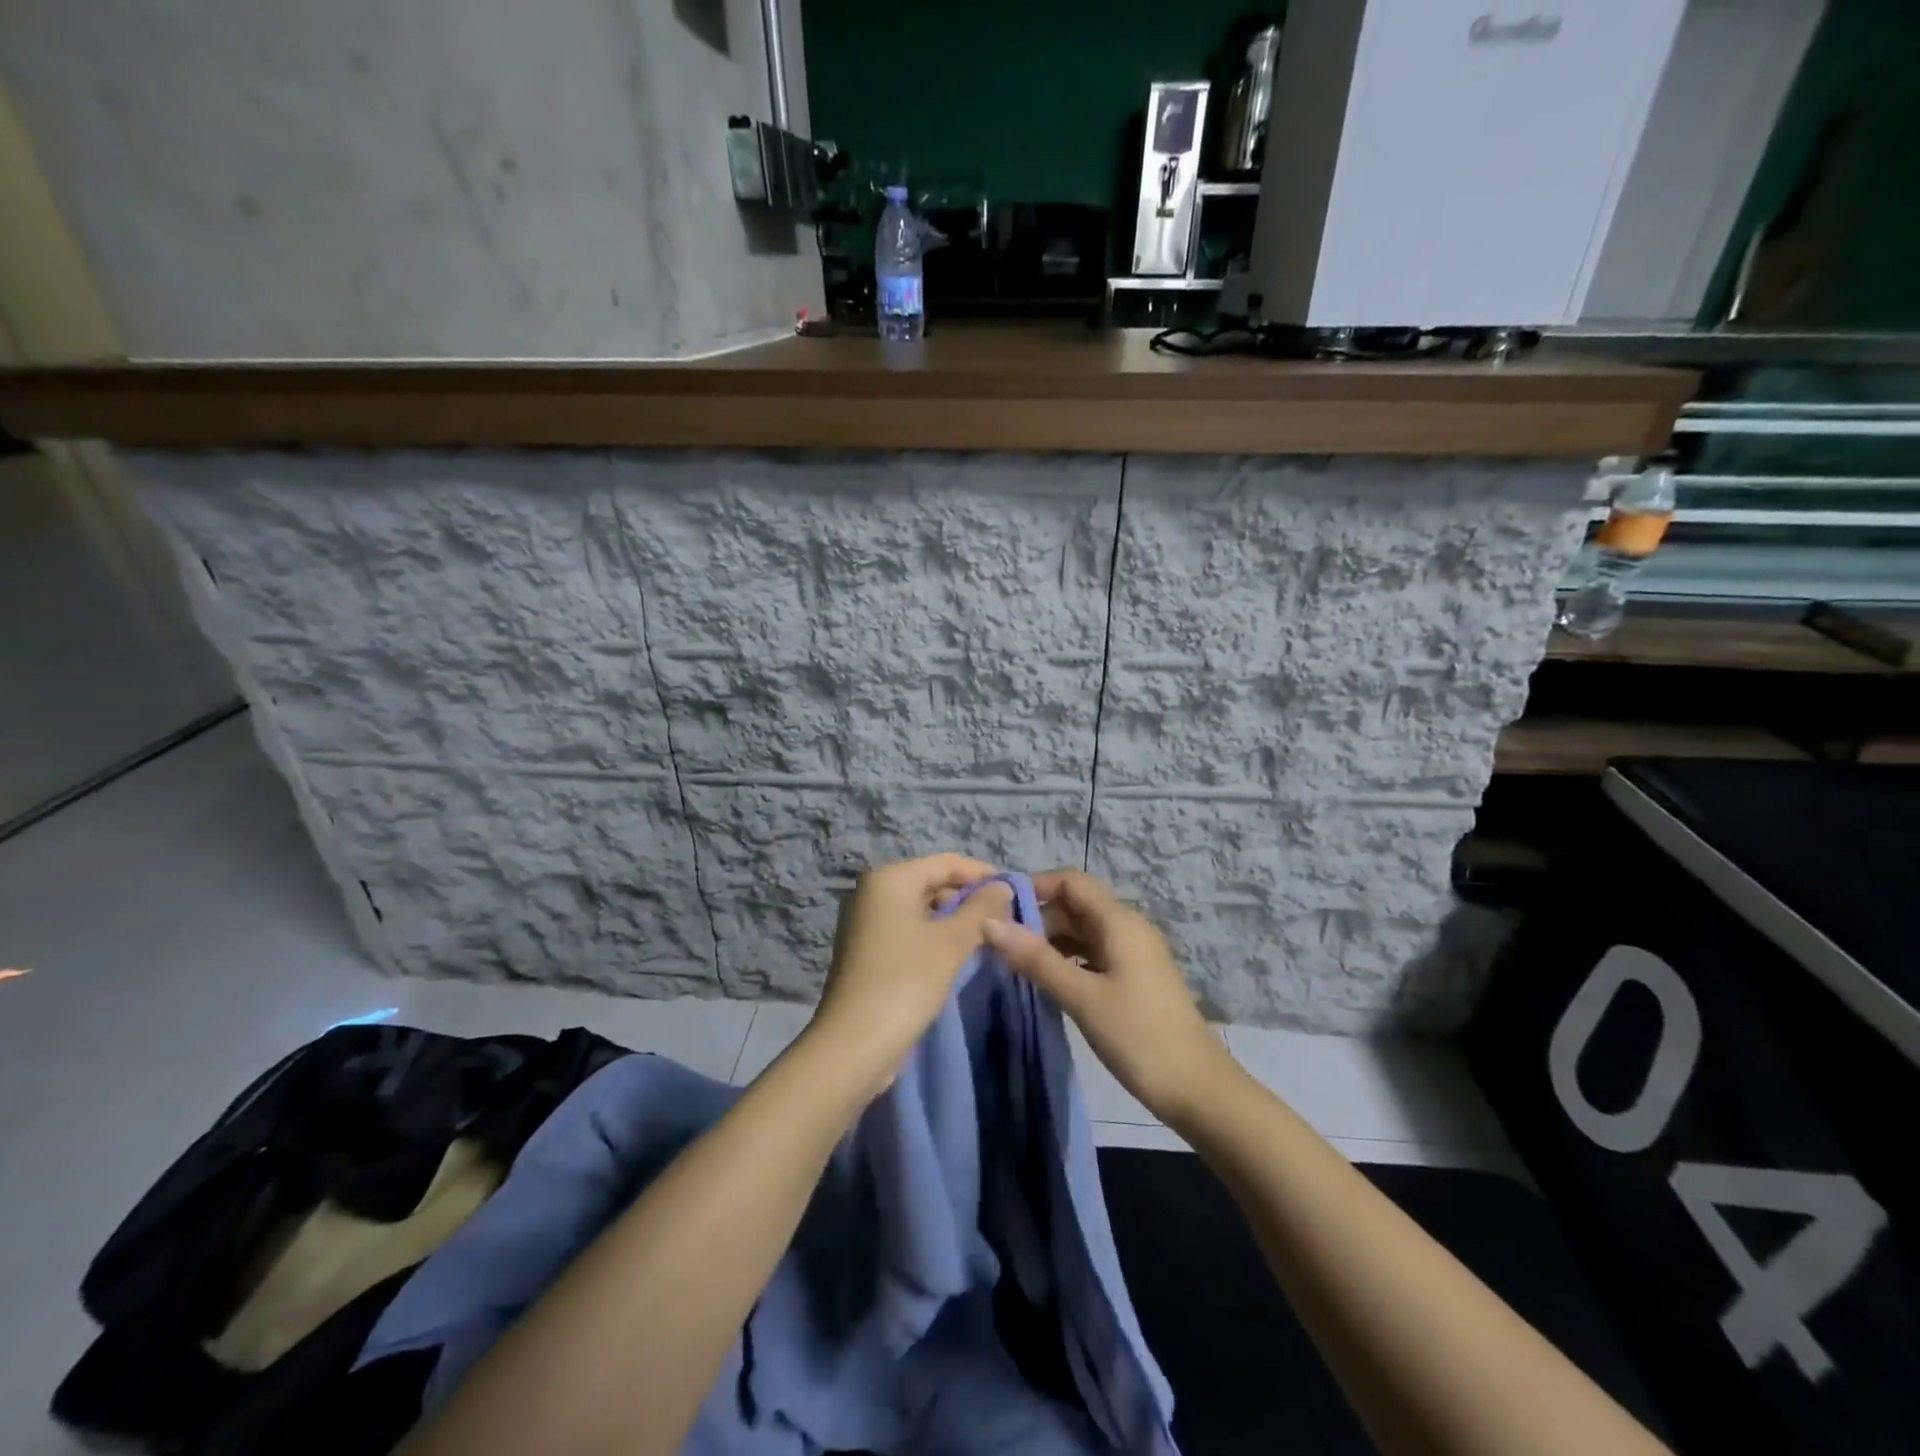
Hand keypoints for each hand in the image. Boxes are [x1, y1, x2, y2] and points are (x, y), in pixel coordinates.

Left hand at [806, 854, 1013, 1094]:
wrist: (854, 1045)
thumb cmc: (905, 982)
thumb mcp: (951, 943)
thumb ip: (981, 909)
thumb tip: (1003, 886)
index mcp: (889, 879)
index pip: (945, 862)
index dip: (982, 874)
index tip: (1015, 893)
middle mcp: (872, 892)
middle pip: (931, 882)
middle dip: (968, 898)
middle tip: (1005, 920)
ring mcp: (866, 922)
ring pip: (921, 908)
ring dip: (954, 919)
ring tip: (988, 938)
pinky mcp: (868, 950)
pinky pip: (909, 930)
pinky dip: (934, 936)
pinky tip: (958, 955)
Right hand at [984, 868, 1235, 1125]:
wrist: (1198, 1090)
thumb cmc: (1139, 1037)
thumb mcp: (1082, 997)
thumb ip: (1035, 958)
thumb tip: (989, 922)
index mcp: (1119, 921)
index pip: (1070, 881)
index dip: (1034, 886)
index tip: (995, 907)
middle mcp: (1127, 928)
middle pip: (1075, 905)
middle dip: (1037, 917)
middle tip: (996, 942)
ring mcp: (1132, 954)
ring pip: (1082, 932)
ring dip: (1049, 941)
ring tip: (1012, 963)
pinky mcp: (1133, 978)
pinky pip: (1093, 954)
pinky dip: (1067, 960)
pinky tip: (1045, 981)